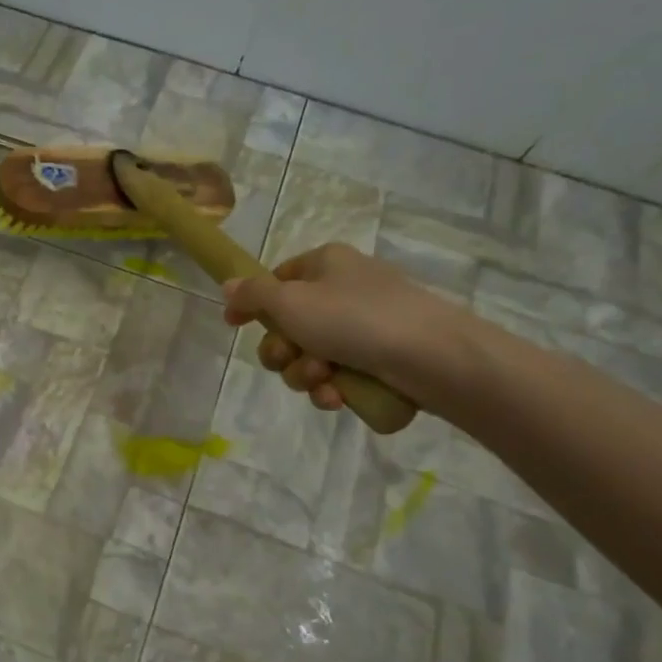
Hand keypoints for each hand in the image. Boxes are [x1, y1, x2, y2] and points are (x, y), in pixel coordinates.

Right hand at [222, 243, 471, 411]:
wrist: (432, 357)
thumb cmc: (354, 319)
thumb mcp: (291, 301)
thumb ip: (253, 294)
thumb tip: (228, 286)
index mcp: (325, 265)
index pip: (276, 280)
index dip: (252, 304)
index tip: (234, 325)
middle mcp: (343, 290)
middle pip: (288, 325)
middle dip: (282, 350)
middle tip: (290, 357)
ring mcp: (364, 326)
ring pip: (309, 356)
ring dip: (305, 374)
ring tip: (323, 380)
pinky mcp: (380, 359)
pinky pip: (338, 376)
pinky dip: (331, 388)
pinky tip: (338, 397)